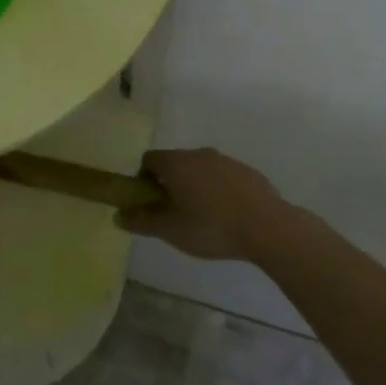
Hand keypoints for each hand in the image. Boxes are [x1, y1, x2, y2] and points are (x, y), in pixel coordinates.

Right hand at [117, 148, 288, 261]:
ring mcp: (225, 160)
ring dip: (195, 186)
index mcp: (176, 163)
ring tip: (203, 218)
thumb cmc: (211, 227)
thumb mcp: (171, 230)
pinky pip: (222, 176)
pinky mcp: (246, 171)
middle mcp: (198, 154)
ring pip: (200, 169)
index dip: (143, 180)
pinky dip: (218, 190)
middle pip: (174, 163)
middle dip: (170, 184)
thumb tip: (118, 215)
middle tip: (175, 214)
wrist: (267, 226)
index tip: (151, 203)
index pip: (148, 160)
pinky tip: (227, 216)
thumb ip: (142, 221)